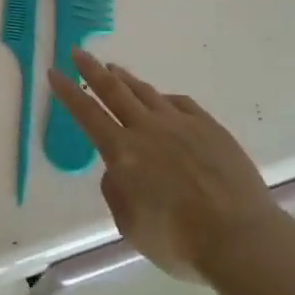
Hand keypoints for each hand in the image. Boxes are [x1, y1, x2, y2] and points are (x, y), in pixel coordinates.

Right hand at [47, 49, 283, 279]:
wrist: (240, 236)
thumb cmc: (180, 241)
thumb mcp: (131, 227)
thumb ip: (117, 192)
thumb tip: (118, 169)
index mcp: (124, 153)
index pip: (88, 115)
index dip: (68, 93)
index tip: (54, 72)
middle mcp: (148, 129)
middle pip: (114, 91)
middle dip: (92, 70)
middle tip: (78, 52)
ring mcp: (181, 123)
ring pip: (146, 92)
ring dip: (125, 78)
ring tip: (113, 68)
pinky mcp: (208, 126)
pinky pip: (179, 103)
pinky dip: (163, 98)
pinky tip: (160, 98)